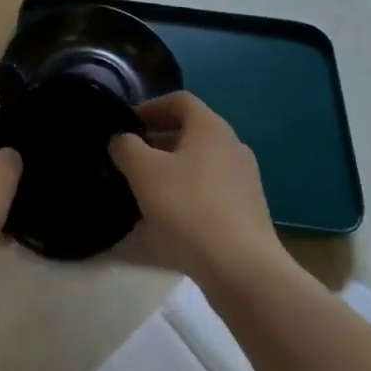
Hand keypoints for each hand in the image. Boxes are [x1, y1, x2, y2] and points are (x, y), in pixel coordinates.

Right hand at [109, 93, 286, 288]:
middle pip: (191, 131)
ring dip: (174, 169)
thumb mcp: (144, 172)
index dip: (151, 107)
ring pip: (201, 163)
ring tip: (147, 189)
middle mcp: (232, 145)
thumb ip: (126, 147)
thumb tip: (121, 139)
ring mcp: (244, 180)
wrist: (243, 270)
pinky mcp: (248, 212)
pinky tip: (171, 219)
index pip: (179, 100)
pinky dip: (189, 195)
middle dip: (159, 140)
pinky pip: (212, 191)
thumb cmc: (190, 208)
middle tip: (133, 157)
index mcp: (210, 126)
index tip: (128, 124)